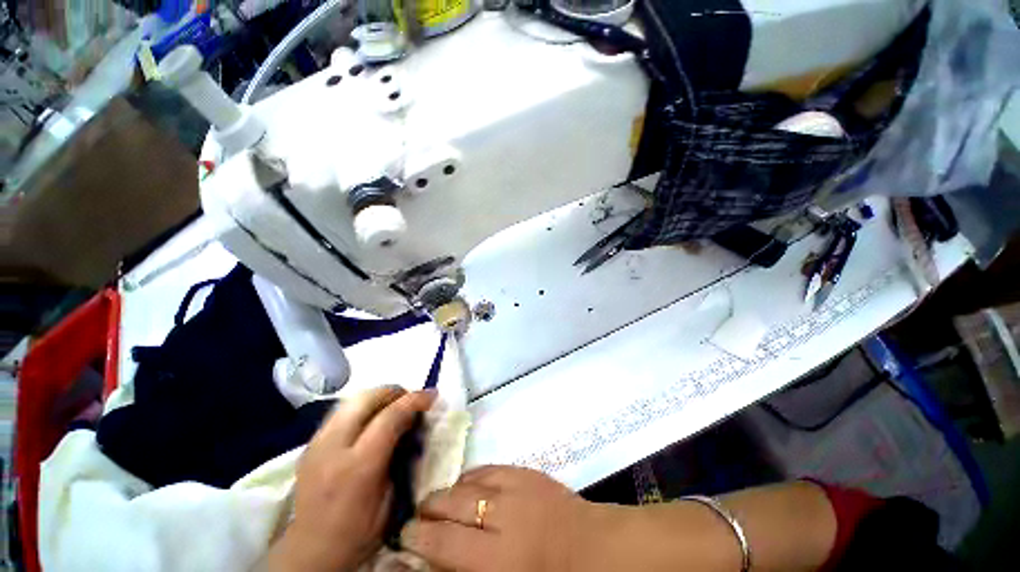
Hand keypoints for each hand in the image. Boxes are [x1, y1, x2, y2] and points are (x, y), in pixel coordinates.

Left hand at [266, 386, 435, 571]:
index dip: (414, 400)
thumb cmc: (358, 532)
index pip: (390, 417)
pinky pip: (340, 411)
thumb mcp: (391, 499)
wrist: (310, 552)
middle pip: (366, 398)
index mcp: (358, 467)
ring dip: (378, 397)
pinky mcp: (309, 444)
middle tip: (410, 399)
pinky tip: (371, 420)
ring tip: (393, 406)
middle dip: (394, 391)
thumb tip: (413, 424)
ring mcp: (316, 444)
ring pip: (351, 400)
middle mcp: (332, 448)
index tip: (431, 395)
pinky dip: (362, 407)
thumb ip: (402, 456)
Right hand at [401, 466, 608, 571]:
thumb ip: (466, 569)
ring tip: (439, 499)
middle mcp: (502, 515)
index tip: (405, 534)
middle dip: (429, 507)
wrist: (591, 548)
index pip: (443, 540)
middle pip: (452, 503)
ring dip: (449, 490)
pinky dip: (472, 476)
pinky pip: (490, 468)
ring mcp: (516, 486)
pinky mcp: (526, 471)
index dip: (418, 535)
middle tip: (419, 515)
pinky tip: (466, 483)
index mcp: (496, 557)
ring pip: (468, 481)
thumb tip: (434, 559)